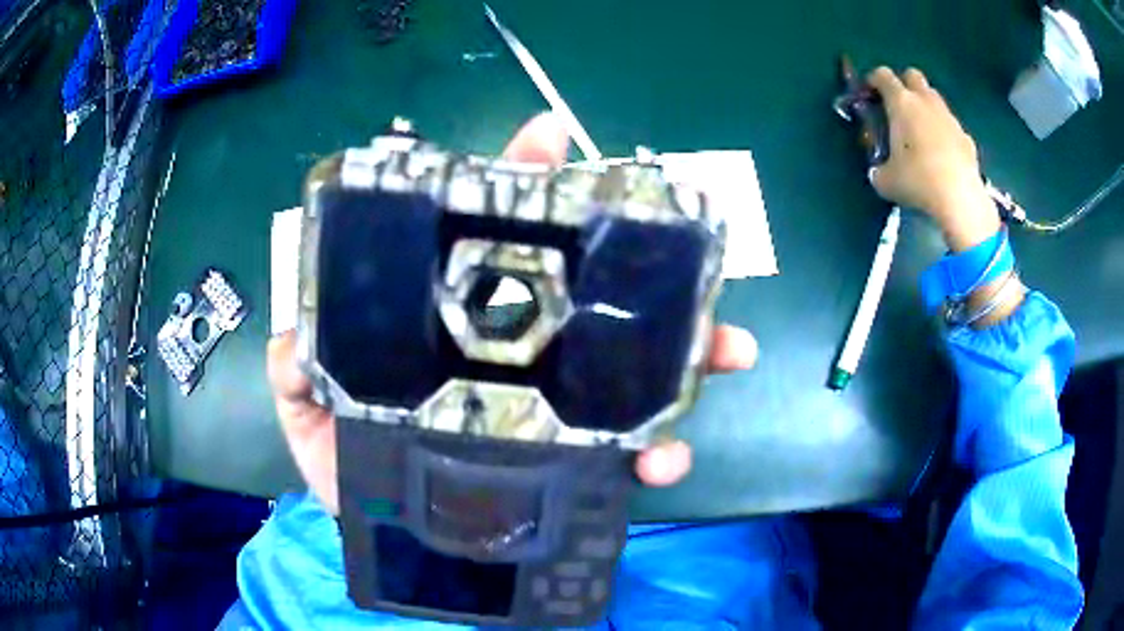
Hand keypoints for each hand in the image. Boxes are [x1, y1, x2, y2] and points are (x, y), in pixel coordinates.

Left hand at [267, 113, 758, 513]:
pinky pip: (627, 453)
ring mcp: (549, 413)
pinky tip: (665, 458)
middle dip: (642, 271)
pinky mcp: (571, 468)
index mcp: (449, 330)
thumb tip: (297, 336)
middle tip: (689, 262)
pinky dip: (657, 451)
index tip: (549, 139)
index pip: (486, 240)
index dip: (516, 182)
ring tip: (725, 350)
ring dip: (685, 357)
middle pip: (586, 298)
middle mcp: (511, 357)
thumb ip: (294, 372)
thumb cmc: (345, 471)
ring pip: (629, 370)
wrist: (386, 541)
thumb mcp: (308, 415)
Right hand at [867, 67, 999, 251]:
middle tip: (898, 107)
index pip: (882, 75)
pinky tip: (943, 155)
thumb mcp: (885, 180)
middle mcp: (925, 101)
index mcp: (901, 103)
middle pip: (912, 75)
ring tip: (921, 132)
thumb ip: (878, 167)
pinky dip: (944, 132)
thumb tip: (879, 170)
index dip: (873, 81)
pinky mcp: (966, 138)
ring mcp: (949, 118)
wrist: (960, 200)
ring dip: (925, 107)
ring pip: (934, 98)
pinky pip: (951, 126)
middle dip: (903, 84)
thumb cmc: (918, 182)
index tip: (869, 94)